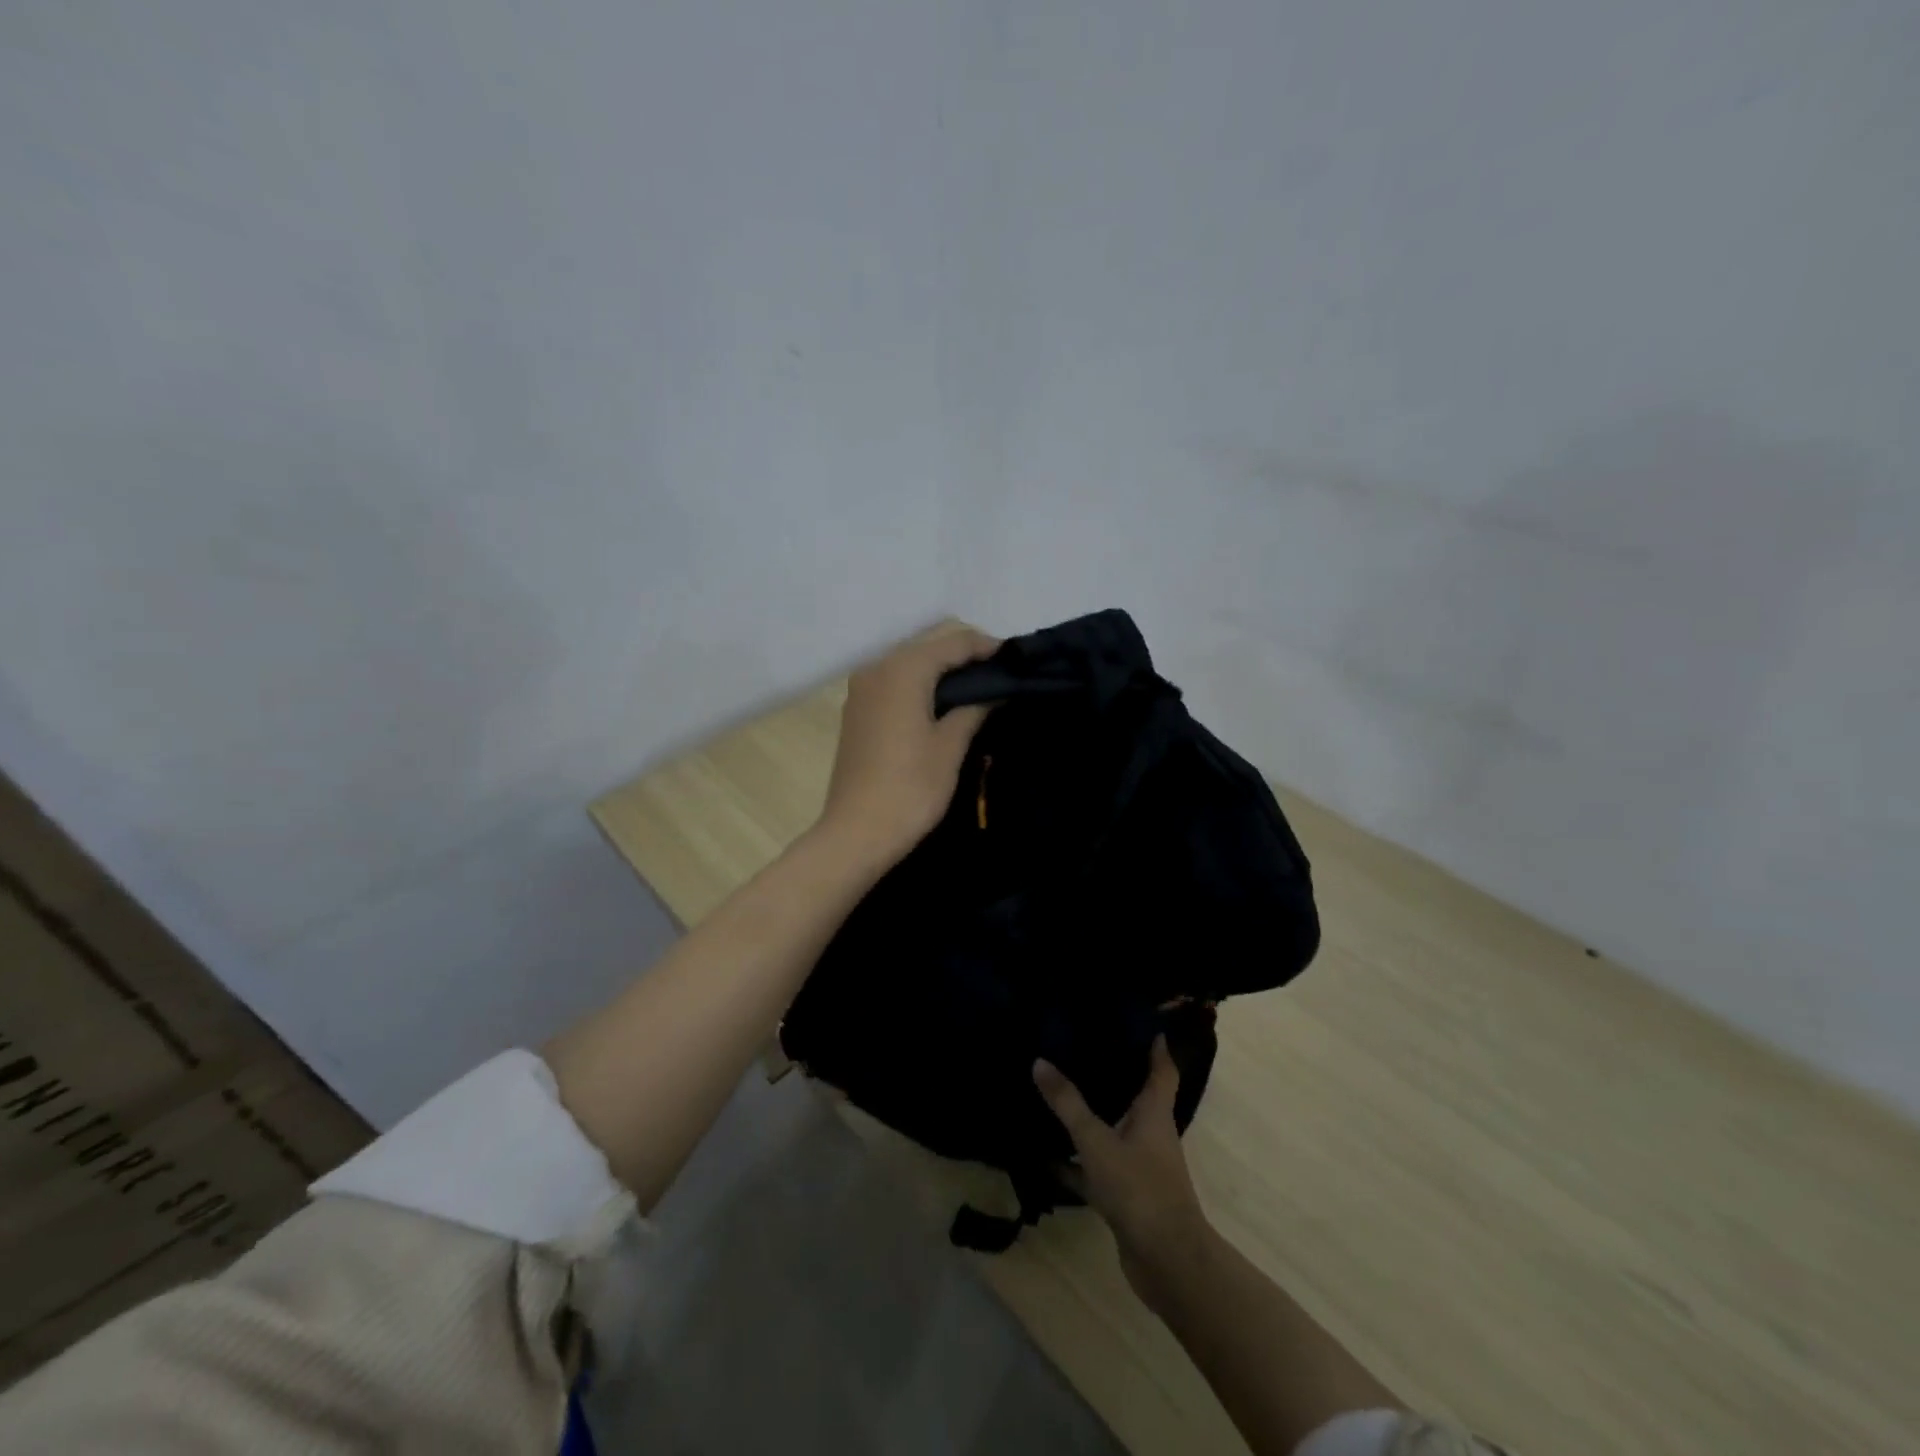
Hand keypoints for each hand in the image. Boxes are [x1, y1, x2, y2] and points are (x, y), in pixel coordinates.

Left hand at [818, 625, 998, 868]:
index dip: (985, 646)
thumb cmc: (910, 788)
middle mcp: (876, 668)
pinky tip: (940, 706)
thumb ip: (973, 708)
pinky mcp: (856, 712)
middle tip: (998, 676)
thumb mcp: (950, 746)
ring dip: (941, 672)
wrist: (856, 833)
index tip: (1014, 658)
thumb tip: (992, 691)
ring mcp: (861, 690)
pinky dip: (919, 687)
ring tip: (975, 691)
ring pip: (909, 666)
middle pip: (928, 649)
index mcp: (902, 670)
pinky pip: (894, 684)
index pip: (952, 642)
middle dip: (963, 657)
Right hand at [1035, 1036, 1213, 1308]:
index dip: (1154, 1044)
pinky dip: (1076, 1163)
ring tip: (1059, 1091)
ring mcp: (1139, 1167)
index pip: (1161, 1068)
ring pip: (1113, 1132)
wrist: (1166, 1263)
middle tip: (1083, 1045)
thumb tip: (1040, 1061)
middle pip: (1135, 1096)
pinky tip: (1046, 1156)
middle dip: (1114, 1073)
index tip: (1140, 1019)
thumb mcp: (1097, 1140)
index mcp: (1154, 1112)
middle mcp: (1151, 1134)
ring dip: (1091, 1117)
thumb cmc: (1139, 1189)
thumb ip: (1068, 1104)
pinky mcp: (1126, 1196)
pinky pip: (1097, 1168)